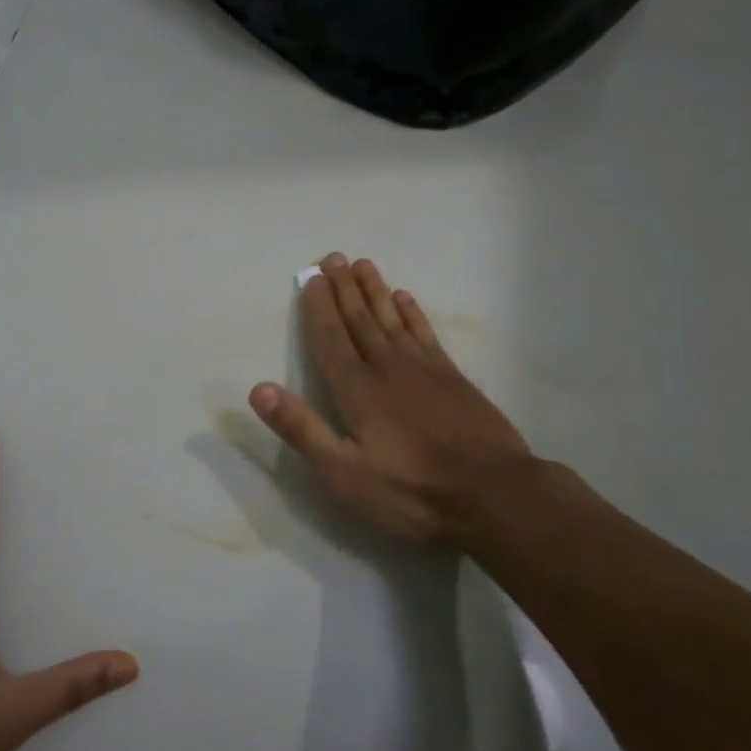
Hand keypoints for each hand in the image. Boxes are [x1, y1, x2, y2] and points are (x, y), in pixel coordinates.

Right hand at [250, 254, 539, 544]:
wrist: (492, 493)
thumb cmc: (410, 490)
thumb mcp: (343, 473)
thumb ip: (302, 429)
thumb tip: (259, 389)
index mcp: (356, 390)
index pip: (330, 339)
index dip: (319, 308)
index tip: (311, 277)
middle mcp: (386, 367)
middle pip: (360, 320)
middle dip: (344, 288)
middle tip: (333, 257)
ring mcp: (423, 368)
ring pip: (391, 319)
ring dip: (374, 291)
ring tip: (362, 265)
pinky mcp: (452, 377)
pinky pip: (425, 333)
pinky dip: (412, 313)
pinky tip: (404, 298)